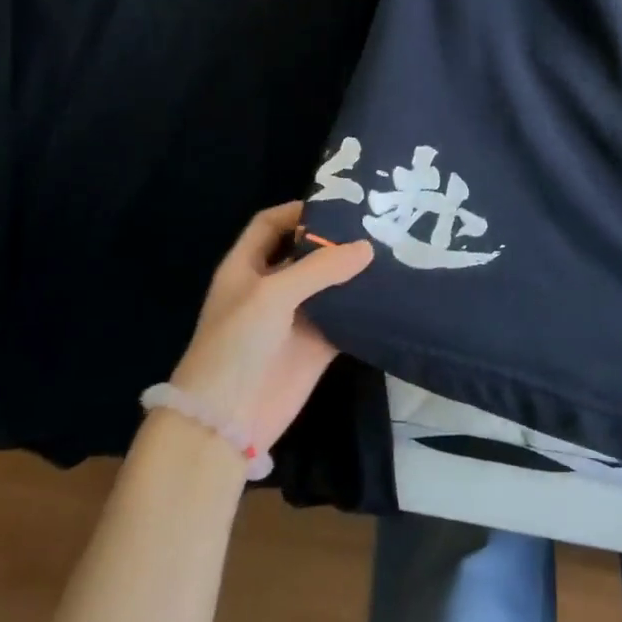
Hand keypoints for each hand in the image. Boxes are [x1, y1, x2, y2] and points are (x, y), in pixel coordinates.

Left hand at [168, 202, 373, 450]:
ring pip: (330, 284)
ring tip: (394, 250)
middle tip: (378, 223)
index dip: (298, 211)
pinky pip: (346, 318)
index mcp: (247, 267)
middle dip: (336, 239)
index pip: (270, 225)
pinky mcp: (318, 345)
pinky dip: (366, 307)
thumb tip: (368, 248)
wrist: (228, 418)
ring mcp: (297, 317)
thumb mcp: (272, 294)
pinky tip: (393, 292)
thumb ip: (321, 268)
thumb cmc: (237, 344)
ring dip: (355, 271)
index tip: (339, 203)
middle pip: (306, 252)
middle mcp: (272, 287)